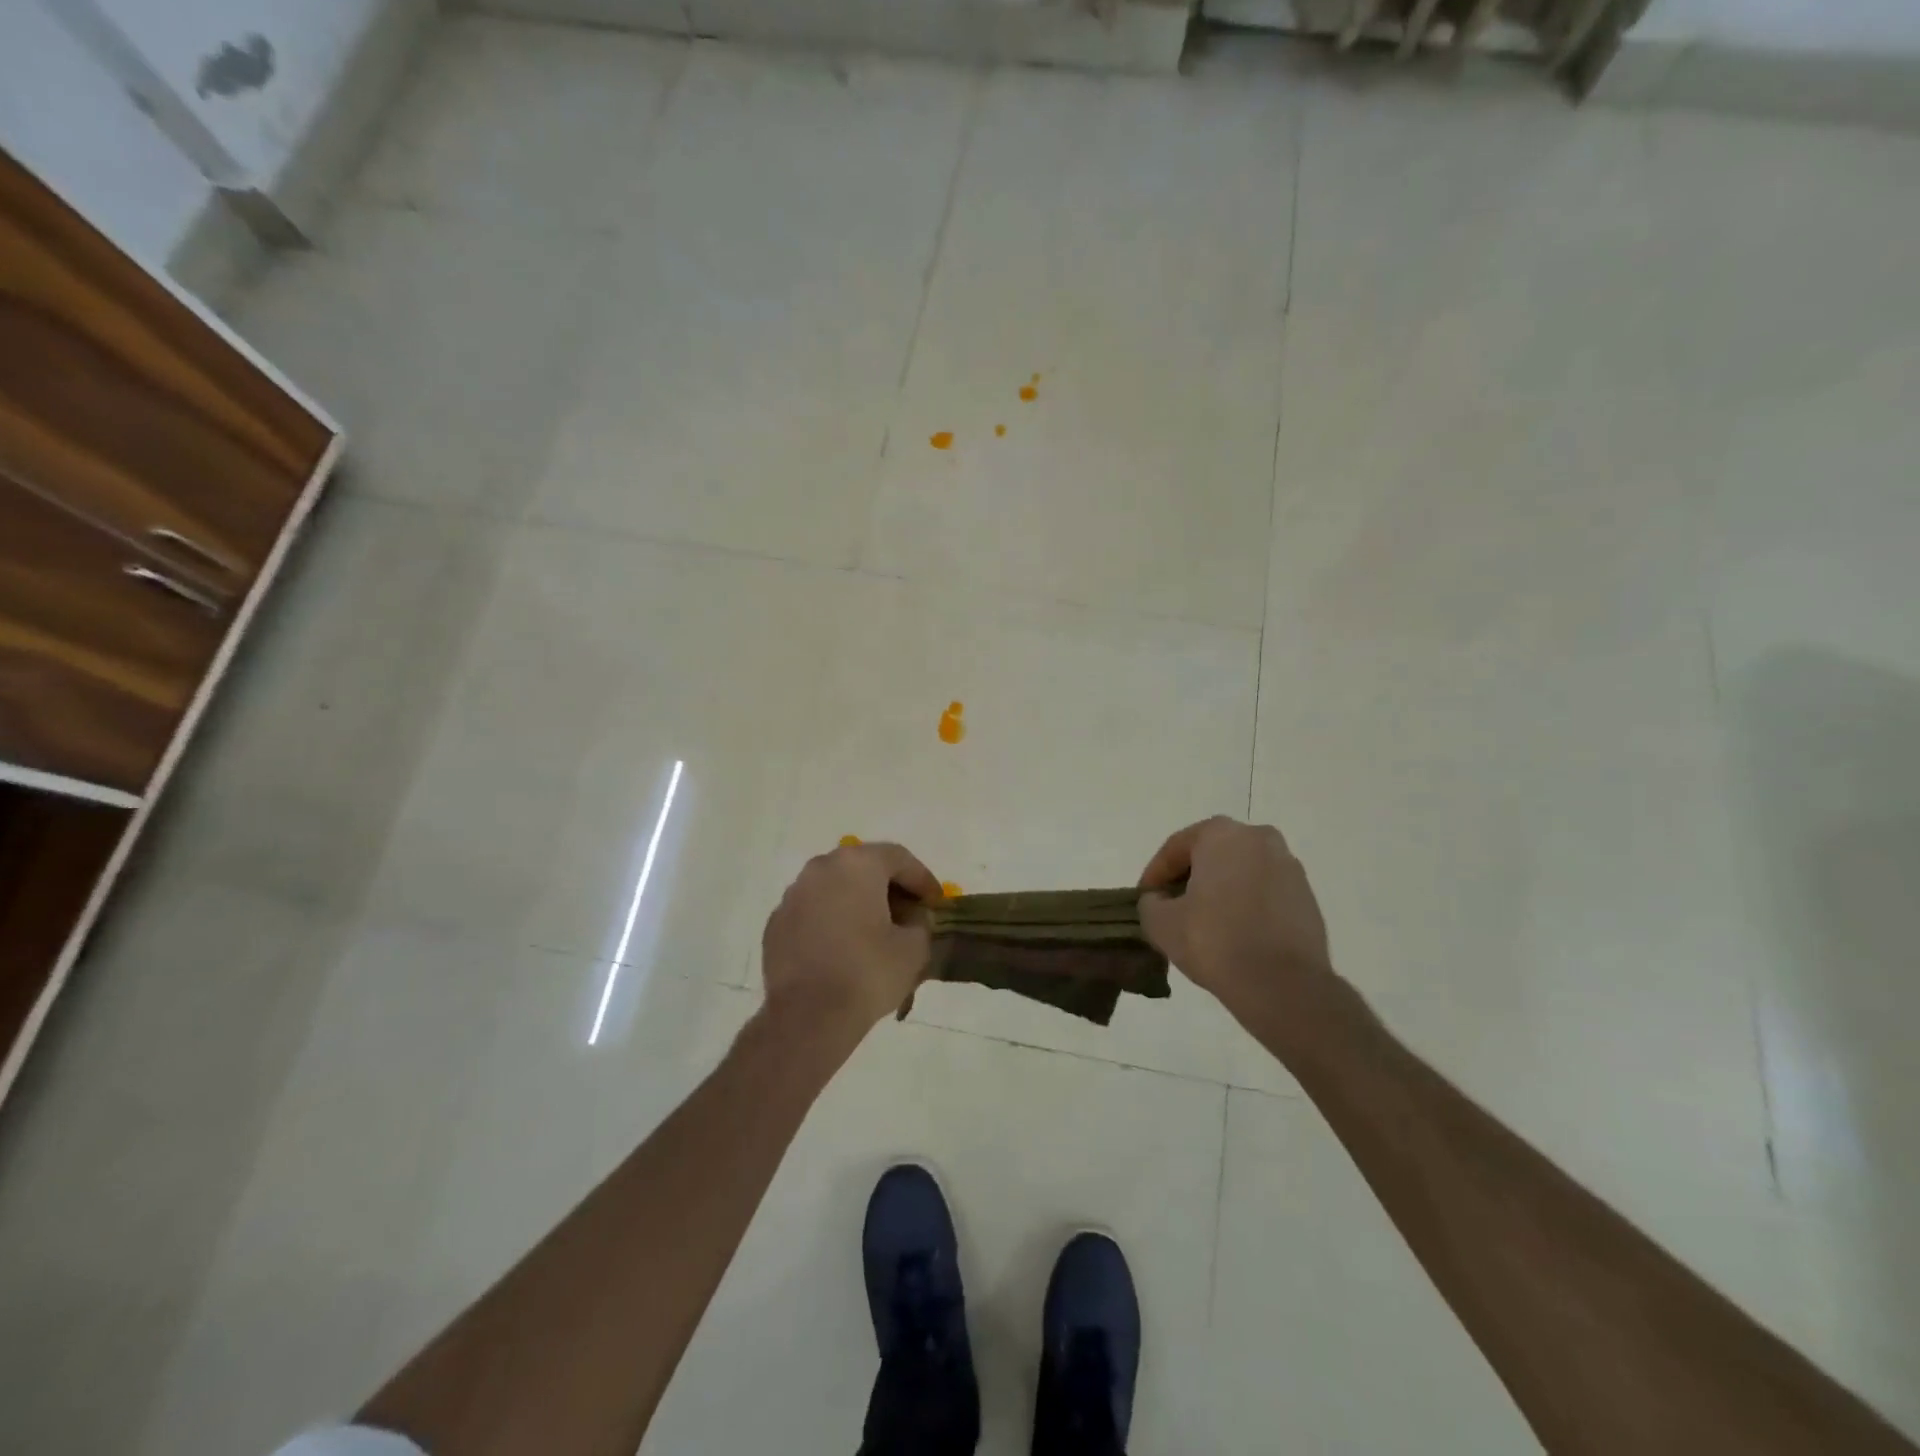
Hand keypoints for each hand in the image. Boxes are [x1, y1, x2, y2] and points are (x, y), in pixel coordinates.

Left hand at [761, 841, 941, 1042]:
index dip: (922, 879)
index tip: (936, 903)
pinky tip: (843, 950)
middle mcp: (821, 868)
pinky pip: (813, 913)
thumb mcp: (914, 948)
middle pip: (864, 868)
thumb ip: (921, 923)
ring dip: (858, 904)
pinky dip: (831, 922)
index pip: (899, 858)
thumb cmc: (867, 972)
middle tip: (908, 915)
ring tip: (875, 933)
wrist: (807, 1016)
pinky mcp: (776, 924)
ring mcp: (793, 895)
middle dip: (889, 889)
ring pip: (835, 889)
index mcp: (857, 864)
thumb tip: (914, 919)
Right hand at [1137, 816, 1334, 1023]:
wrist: (1283, 985)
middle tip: (1172, 908)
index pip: (1176, 847)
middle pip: (1211, 855)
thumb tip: (1159, 900)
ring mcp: (1290, 867)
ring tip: (1203, 925)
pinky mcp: (1308, 898)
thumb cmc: (1215, 940)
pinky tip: (1234, 935)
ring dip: (1220, 892)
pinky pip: (1264, 894)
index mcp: (1222, 834)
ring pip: (1241, 873)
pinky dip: (1246, 906)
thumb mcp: (1161, 922)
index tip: (1144, 899)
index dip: (1154, 874)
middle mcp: (1260, 838)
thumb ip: (1150, 902)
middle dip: (1190, 879)